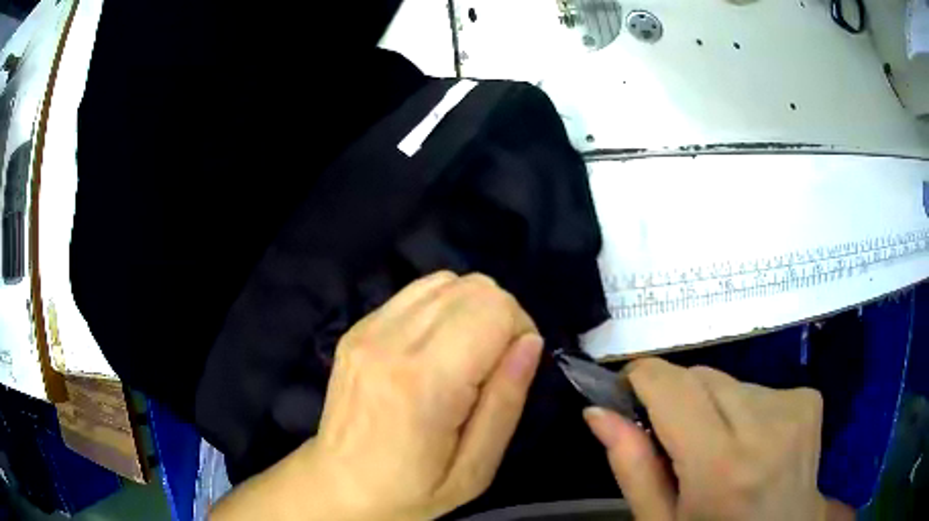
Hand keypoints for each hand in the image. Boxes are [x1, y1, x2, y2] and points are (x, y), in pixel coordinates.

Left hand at [213, 272, 543, 520]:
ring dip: (470, 308)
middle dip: (500, 315)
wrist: (338, 487)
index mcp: (424, 382)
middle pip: (472, 286)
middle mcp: (391, 342)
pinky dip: (440, 308)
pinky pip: (414, 293)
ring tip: (466, 353)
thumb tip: (529, 342)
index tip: (515, 365)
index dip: (520, 328)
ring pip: (444, 281)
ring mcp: (367, 330)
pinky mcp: (356, 328)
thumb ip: (506, 402)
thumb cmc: (411, 491)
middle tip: (494, 362)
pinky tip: (435, 346)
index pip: (494, 308)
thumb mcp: (474, 469)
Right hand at [584, 358, 849, 520]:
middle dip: (679, 399)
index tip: (627, 393)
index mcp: (722, 466)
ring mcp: (794, 406)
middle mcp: (764, 426)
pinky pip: (758, 385)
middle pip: (701, 376)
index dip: (641, 380)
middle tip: (678, 441)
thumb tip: (597, 411)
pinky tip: (754, 440)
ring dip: (714, 405)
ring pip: (729, 380)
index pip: (671, 387)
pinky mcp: (809, 398)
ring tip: (721, 447)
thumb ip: (631, 466)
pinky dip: (744, 407)